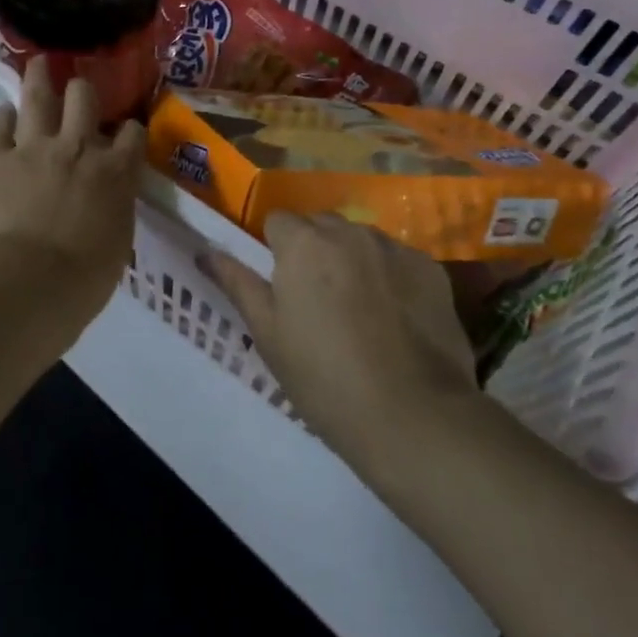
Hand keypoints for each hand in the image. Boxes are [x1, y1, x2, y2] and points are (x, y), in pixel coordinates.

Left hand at [0, 58, 144, 333]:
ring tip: (38, 64)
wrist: (23, 283)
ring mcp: (33, 147)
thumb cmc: (80, 282)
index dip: (129, 129)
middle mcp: (78, 148)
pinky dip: (2, 117)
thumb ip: (112, 214)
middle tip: (78, 89)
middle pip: (84, 98)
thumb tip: (105, 207)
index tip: (124, 131)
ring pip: (38, 96)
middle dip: (83, 90)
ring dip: (39, 77)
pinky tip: (3, 113)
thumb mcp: (115, 247)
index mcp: (115, 173)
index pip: (132, 134)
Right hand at [203, 213, 478, 469]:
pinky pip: (398, 259)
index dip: (274, 249)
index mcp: (304, 243)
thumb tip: (205, 251)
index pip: (278, 220)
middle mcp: (350, 231)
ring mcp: (395, 247)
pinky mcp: (432, 269)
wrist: (413, 416)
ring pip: (361, 239)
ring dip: (353, 259)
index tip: (281, 286)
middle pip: (321, 225)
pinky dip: (390, 276)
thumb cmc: (324, 378)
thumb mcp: (268, 334)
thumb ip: (237, 283)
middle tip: (315, 300)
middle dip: (313, 249)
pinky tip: (395, 319)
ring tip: (359, 310)